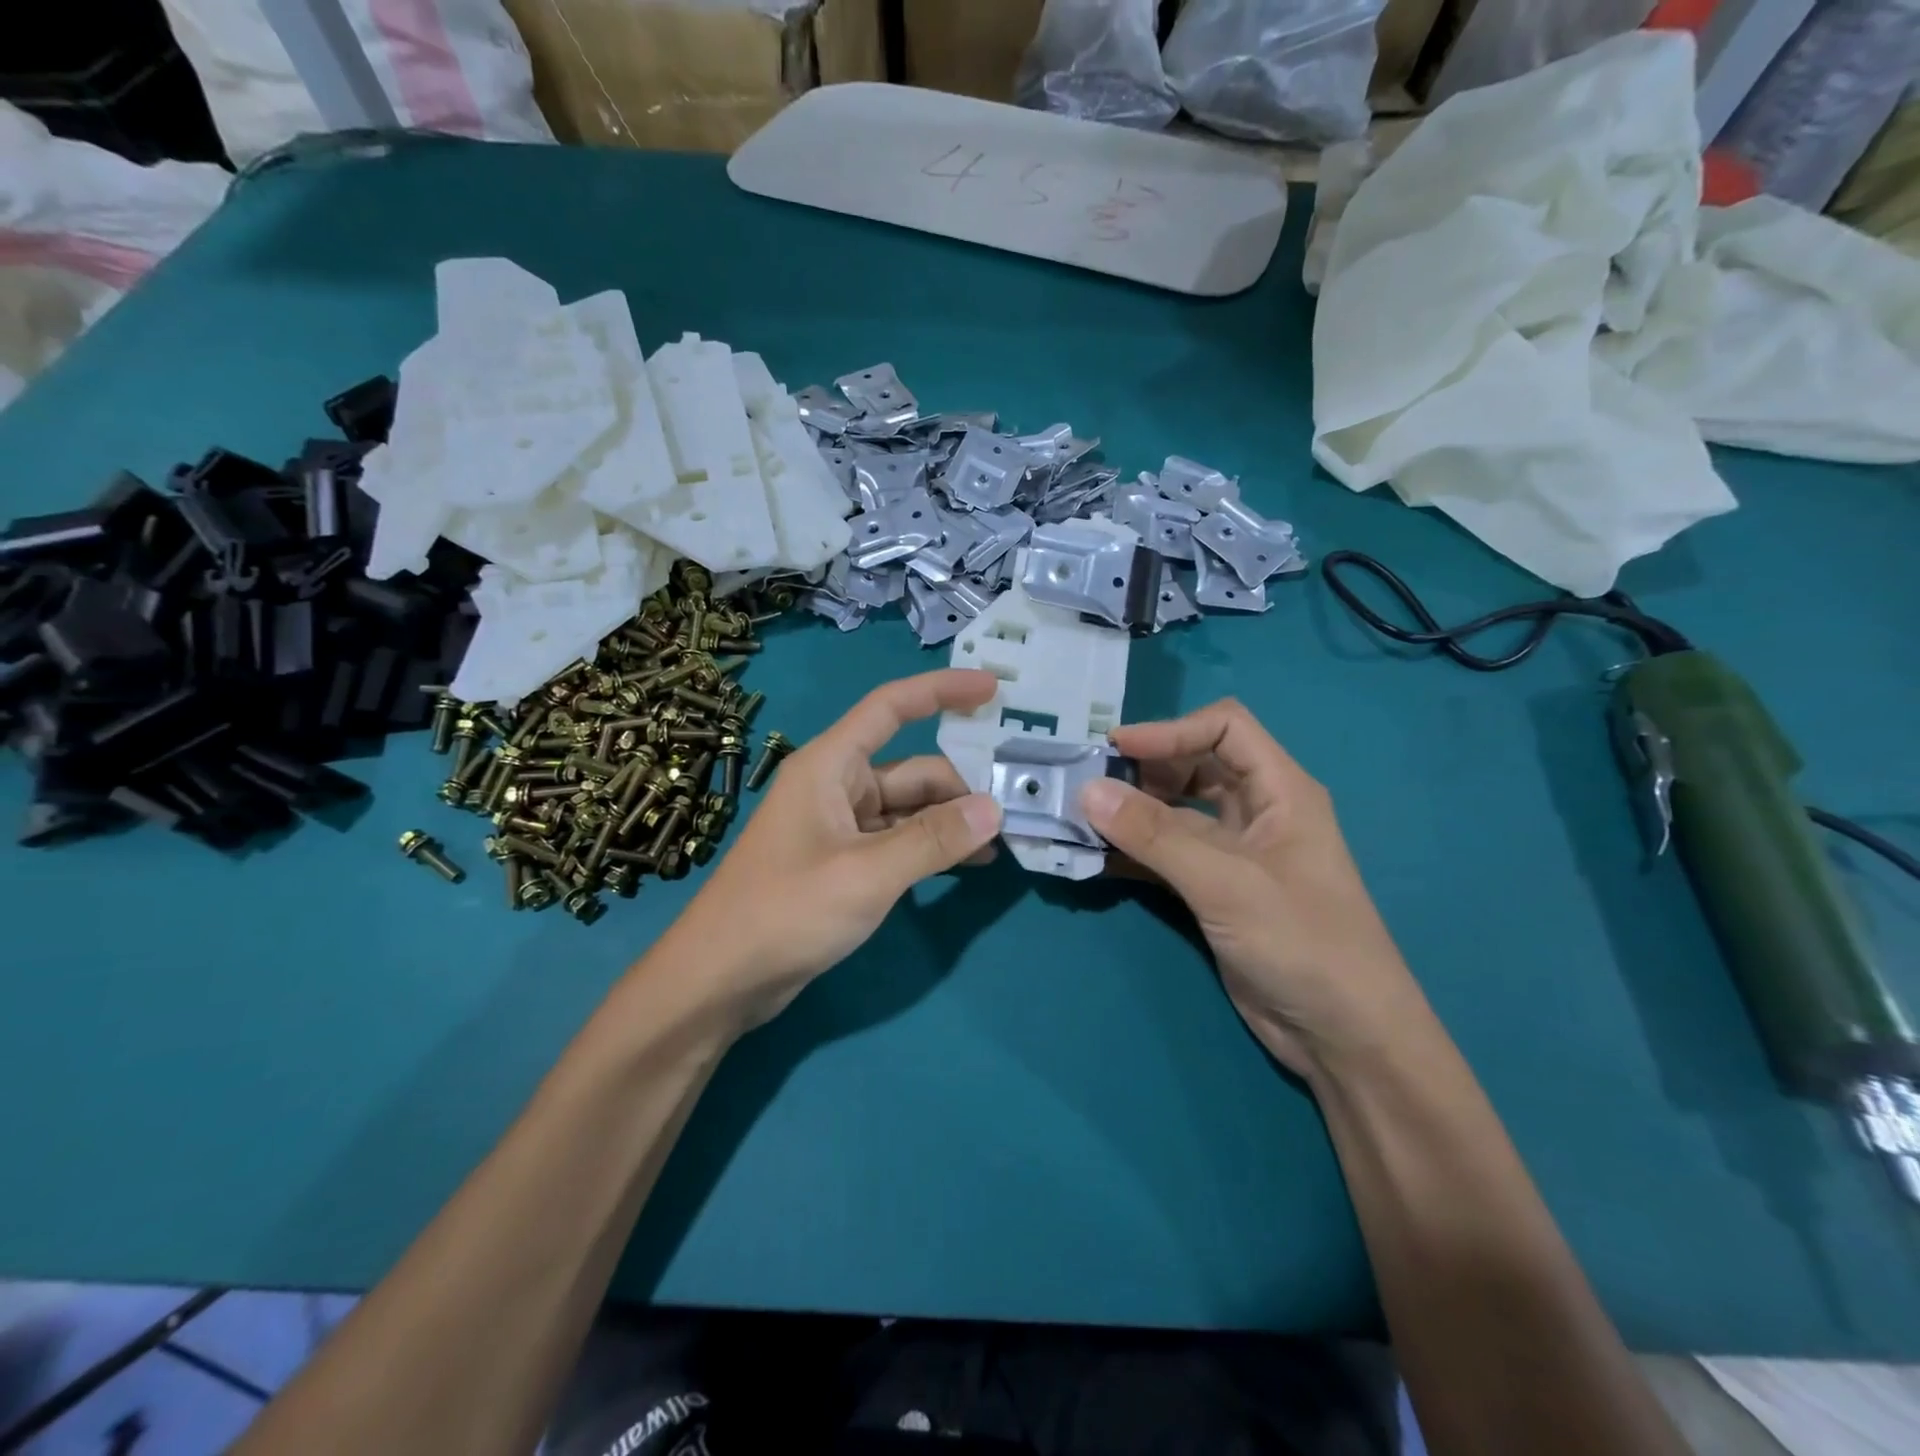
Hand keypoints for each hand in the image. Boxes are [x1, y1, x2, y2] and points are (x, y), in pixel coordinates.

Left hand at [657, 669, 1002, 1029]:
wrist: (720, 979)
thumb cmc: (785, 911)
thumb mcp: (867, 874)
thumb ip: (932, 840)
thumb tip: (994, 808)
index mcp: (830, 765)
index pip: (891, 707)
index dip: (942, 691)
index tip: (993, 690)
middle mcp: (837, 787)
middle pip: (913, 770)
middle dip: (962, 786)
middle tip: (1016, 808)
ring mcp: (840, 827)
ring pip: (909, 810)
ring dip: (951, 822)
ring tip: (1003, 840)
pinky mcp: (844, 863)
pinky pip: (899, 842)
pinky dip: (932, 848)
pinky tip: (969, 863)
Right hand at [1080, 699, 1428, 1078]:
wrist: (1344, 1038)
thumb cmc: (1302, 943)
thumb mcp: (1226, 883)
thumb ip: (1155, 835)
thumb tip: (1087, 790)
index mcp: (1280, 790)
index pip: (1224, 727)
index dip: (1170, 729)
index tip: (1115, 748)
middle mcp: (1257, 811)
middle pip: (1195, 764)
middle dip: (1144, 769)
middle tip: (1090, 785)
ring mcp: (1235, 853)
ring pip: (1176, 812)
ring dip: (1132, 813)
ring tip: (1082, 819)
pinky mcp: (1216, 890)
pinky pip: (1167, 855)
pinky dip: (1134, 852)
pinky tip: (1095, 857)